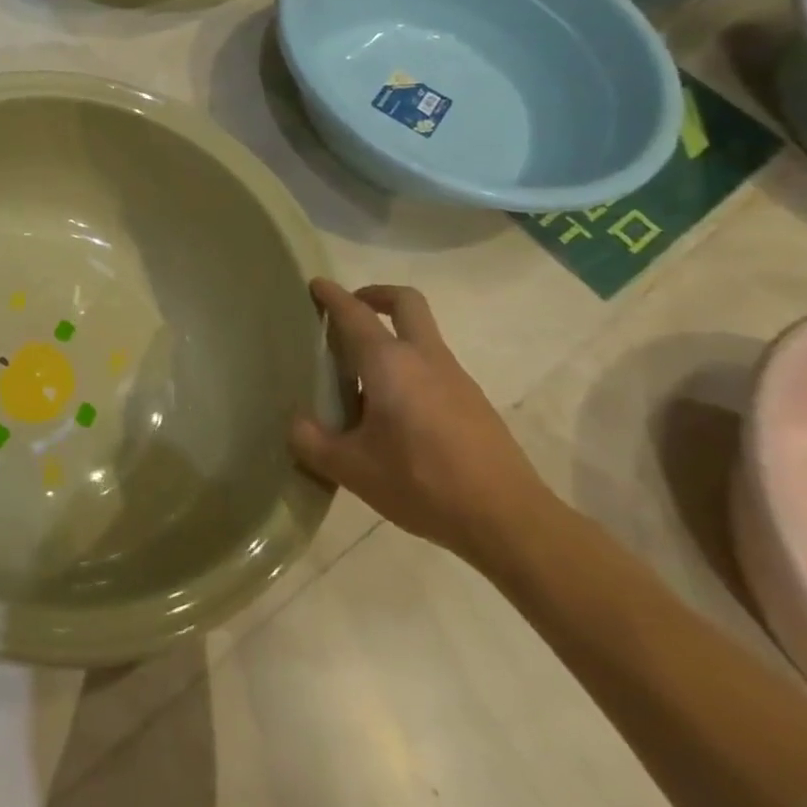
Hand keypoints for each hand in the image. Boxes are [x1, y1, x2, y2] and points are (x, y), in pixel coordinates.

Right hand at [289, 280, 553, 564]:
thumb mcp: (352, 469)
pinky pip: (435, 367)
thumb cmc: (422, 483)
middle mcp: (424, 358)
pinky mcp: (475, 404)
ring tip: (363, 376)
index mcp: (389, 363)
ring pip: (423, 336)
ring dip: (394, 337)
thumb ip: (312, 442)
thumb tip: (297, 423)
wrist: (510, 521)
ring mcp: (456, 379)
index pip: (354, 313)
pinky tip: (396, 412)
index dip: (332, 295)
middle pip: (406, 303)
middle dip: (377, 295)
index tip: (316, 284)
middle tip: (352, 310)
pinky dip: (411, 369)